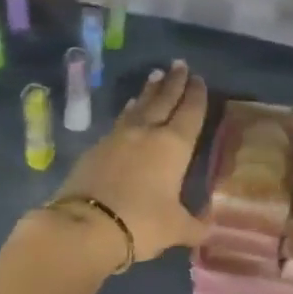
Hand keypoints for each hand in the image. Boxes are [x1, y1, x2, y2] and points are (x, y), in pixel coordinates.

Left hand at [49, 60, 208, 261]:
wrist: (86, 225)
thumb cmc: (141, 223)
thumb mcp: (175, 228)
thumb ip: (194, 224)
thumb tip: (207, 226)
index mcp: (173, 146)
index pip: (189, 113)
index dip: (196, 96)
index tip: (198, 79)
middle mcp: (146, 133)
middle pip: (163, 100)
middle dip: (173, 83)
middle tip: (179, 64)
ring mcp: (117, 137)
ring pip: (138, 107)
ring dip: (149, 92)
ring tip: (155, 77)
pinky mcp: (95, 148)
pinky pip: (119, 122)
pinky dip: (129, 112)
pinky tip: (129, 111)